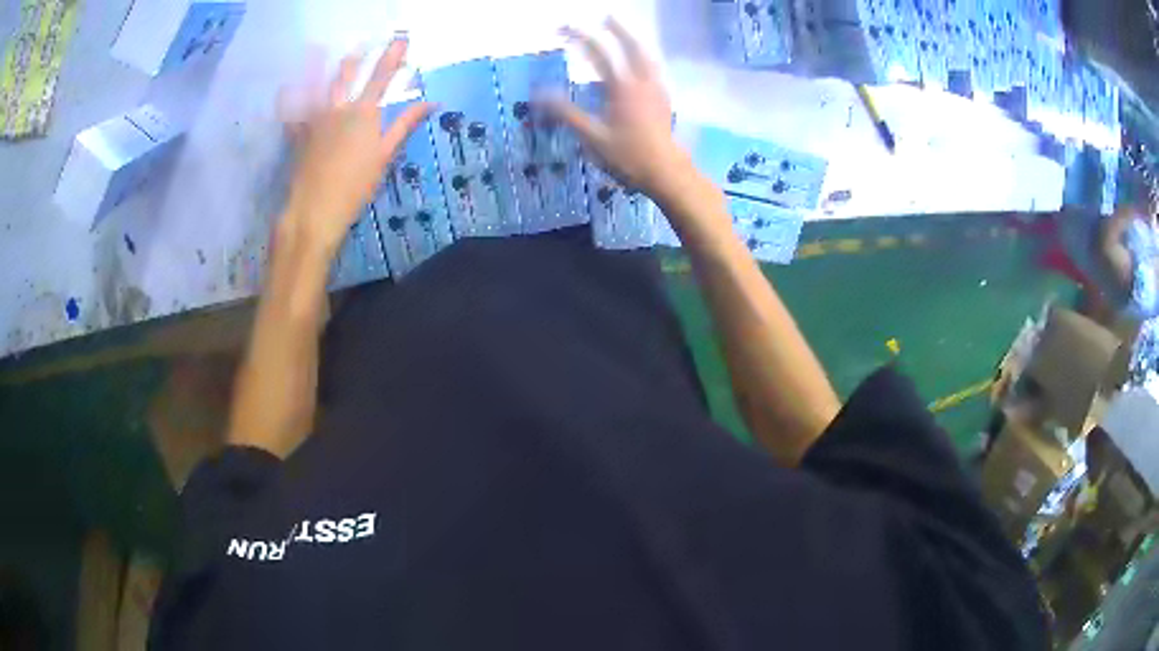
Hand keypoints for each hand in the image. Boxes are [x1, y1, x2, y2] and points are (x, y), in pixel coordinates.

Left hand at [278, 39, 432, 258]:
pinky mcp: (298, 134)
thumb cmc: (356, 186)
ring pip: (318, 86)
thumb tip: (431, 102)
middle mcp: (338, 108)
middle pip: (347, 75)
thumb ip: (405, 125)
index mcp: (363, 113)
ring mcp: (314, 119)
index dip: (393, 55)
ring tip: (318, 49)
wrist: (315, 209)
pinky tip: (285, 89)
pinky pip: (292, 112)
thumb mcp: (385, 156)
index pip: (382, 76)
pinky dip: (289, 99)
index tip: (401, 39)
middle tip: (363, 46)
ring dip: (321, 66)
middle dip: (357, 58)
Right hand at [545, 18, 693, 201]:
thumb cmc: (627, 157)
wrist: (666, 172)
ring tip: (625, 31)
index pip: (599, 52)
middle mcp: (642, 81)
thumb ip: (566, 112)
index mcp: (621, 86)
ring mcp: (657, 88)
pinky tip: (642, 60)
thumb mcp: (592, 137)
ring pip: (647, 55)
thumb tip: (539, 93)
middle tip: (606, 15)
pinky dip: (645, 56)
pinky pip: (654, 67)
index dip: (580, 36)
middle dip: (617, 28)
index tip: (563, 27)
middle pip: (631, 45)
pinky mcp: (664, 98)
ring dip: (635, 39)